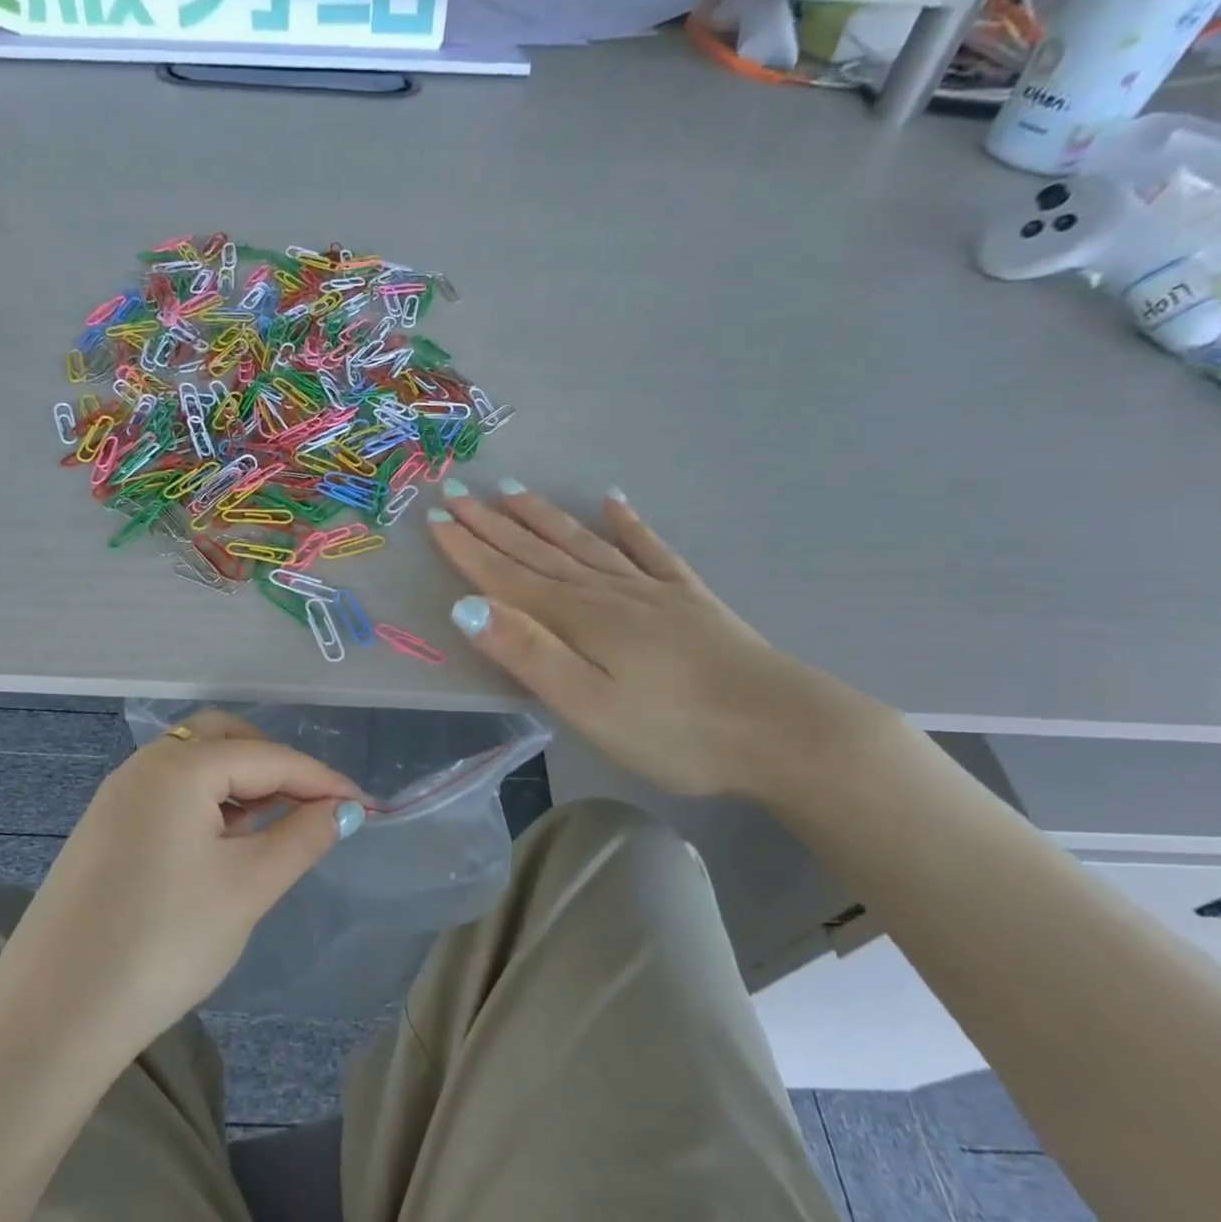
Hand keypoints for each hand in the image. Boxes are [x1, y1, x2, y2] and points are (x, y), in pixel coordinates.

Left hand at [0, 710, 363, 1057]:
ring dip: (239, 784)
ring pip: (193, 766)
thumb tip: (343, 809)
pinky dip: (206, 804)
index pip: (268, 757)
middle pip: (223, 739)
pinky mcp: (103, 830)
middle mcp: (142, 767)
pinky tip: (222, 845)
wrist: (53, 1018)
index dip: (321, 779)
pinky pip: (168, 794)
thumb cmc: (164, 943)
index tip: (363, 806)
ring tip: (270, 828)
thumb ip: (303, 837)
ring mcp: (115, 798)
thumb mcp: (248, 887)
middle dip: (274, 765)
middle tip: (308, 806)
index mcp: (177, 768)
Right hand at [427, 482, 864, 799]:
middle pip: (540, 551)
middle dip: (494, 523)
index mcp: (579, 618)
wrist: (783, 730)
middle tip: (459, 490)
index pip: (508, 576)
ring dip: (545, 517)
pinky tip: (615, 502)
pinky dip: (629, 524)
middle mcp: (609, 592)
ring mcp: (652, 591)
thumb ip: (527, 653)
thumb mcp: (587, 704)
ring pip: (585, 543)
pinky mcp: (689, 600)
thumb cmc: (674, 731)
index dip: (469, 547)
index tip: (436, 515)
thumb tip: (465, 606)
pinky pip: (650, 550)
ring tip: (514, 490)